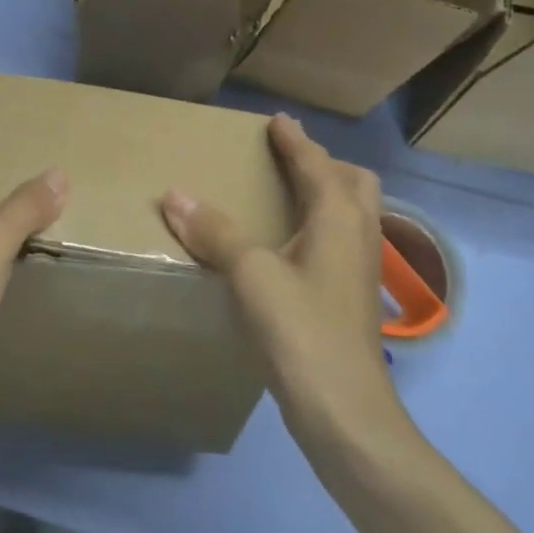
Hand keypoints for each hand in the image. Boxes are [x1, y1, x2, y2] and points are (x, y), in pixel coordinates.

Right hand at [161, 113, 407, 436]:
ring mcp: (358, 271)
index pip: (318, 165)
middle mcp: (358, 236)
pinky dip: (320, 226)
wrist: (344, 412)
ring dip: (327, 194)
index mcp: (339, 218)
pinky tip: (289, 248)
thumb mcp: (251, 275)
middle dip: (325, 164)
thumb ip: (215, 232)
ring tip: (288, 195)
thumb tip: (174, 195)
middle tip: (289, 159)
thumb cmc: (302, 331)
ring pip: (353, 215)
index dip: (296, 141)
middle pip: (355, 184)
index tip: (278, 120)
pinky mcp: (350, 299)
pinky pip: (340, 241)